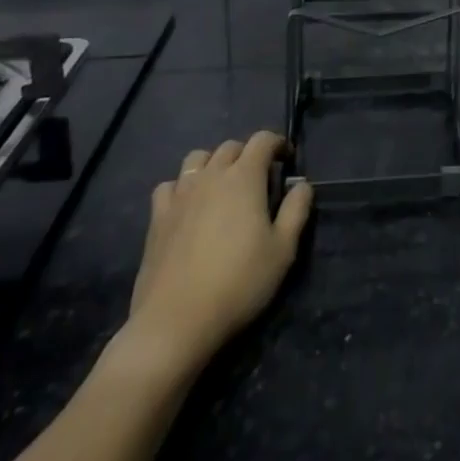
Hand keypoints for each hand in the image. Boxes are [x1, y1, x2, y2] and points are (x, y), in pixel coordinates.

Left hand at [115, 132, 313, 384]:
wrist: (175, 321)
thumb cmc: (238, 282)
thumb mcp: (283, 250)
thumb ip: (296, 210)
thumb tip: (302, 185)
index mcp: (244, 177)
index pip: (262, 140)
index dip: (277, 143)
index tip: (287, 159)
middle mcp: (211, 176)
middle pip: (230, 147)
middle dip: (248, 154)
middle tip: (258, 179)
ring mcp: (180, 194)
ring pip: (198, 158)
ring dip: (214, 163)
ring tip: (222, 186)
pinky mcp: (157, 217)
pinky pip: (169, 185)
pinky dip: (182, 186)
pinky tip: (188, 205)